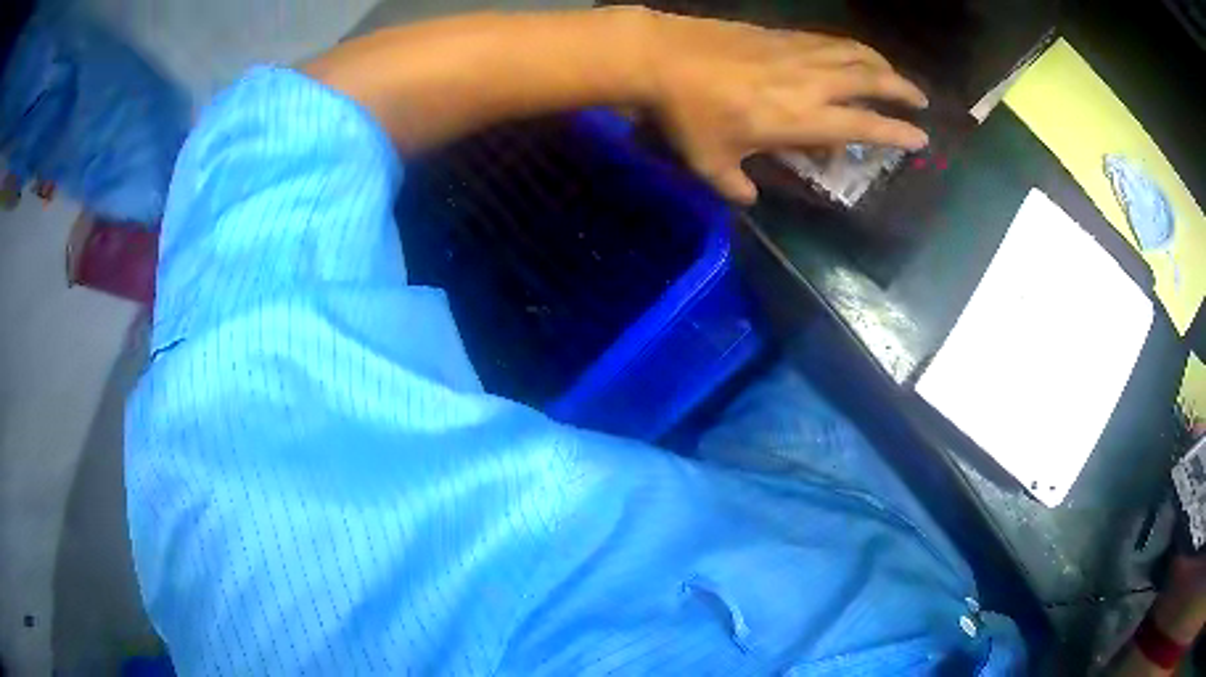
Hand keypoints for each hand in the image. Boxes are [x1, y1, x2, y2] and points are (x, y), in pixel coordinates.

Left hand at [644, 13, 929, 203]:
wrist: (662, 56)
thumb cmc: (688, 114)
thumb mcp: (710, 162)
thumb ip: (735, 186)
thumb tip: (749, 199)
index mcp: (802, 118)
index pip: (863, 127)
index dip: (896, 133)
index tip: (920, 138)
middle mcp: (812, 82)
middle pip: (871, 81)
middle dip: (903, 92)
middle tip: (922, 101)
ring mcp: (798, 52)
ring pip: (855, 54)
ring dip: (882, 65)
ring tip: (895, 76)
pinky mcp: (782, 34)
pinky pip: (829, 40)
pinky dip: (852, 48)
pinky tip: (853, 54)